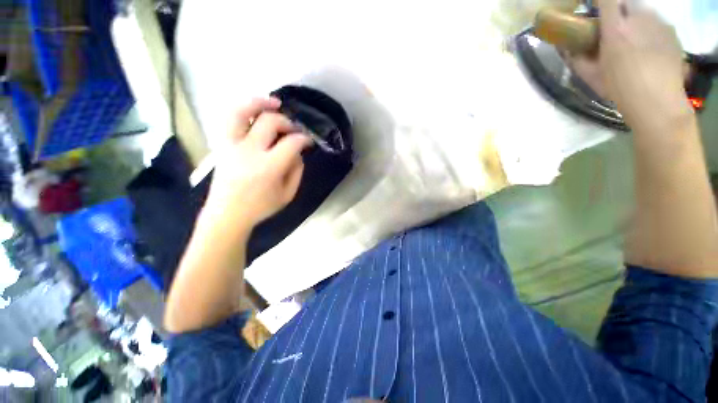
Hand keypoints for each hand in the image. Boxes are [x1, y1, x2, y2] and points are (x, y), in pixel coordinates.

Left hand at [202, 98, 311, 229]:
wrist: (227, 214)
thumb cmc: (261, 207)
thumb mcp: (288, 194)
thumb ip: (296, 171)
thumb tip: (298, 152)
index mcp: (269, 167)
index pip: (291, 143)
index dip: (304, 138)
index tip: (308, 141)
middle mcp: (249, 151)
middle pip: (270, 122)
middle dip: (287, 122)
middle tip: (294, 130)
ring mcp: (231, 145)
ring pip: (242, 112)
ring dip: (260, 103)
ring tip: (274, 103)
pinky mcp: (222, 145)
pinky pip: (230, 119)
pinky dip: (244, 109)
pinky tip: (255, 111)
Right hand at [570, 0, 691, 129]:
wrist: (658, 102)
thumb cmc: (619, 89)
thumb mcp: (591, 77)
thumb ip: (576, 59)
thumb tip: (566, 48)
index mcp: (615, 28)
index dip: (599, 0)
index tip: (594, 7)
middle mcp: (638, 18)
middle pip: (625, 4)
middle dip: (618, 13)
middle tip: (615, 29)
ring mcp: (658, 23)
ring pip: (642, 13)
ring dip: (635, 22)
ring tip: (634, 42)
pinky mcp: (671, 32)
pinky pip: (656, 23)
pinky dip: (650, 31)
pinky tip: (649, 49)